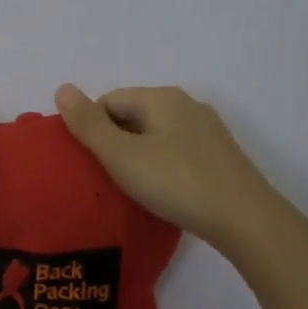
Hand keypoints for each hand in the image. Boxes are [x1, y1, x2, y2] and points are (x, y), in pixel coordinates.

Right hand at [55, 84, 279, 249]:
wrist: (245, 219)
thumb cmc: (176, 182)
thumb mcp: (122, 155)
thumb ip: (89, 124)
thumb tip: (62, 88)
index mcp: (162, 97)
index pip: (109, 100)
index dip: (92, 128)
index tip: (88, 163)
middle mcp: (187, 105)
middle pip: (133, 116)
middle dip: (114, 142)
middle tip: (105, 178)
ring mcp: (207, 131)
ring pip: (156, 136)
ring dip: (138, 157)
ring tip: (131, 188)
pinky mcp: (219, 157)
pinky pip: (176, 153)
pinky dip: (161, 167)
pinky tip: (162, 193)